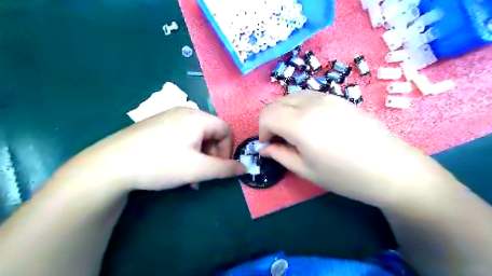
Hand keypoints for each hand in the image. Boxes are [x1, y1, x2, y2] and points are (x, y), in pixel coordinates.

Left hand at [57, 108, 245, 191]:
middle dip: (211, 155)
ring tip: (189, 176)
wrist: (110, 165)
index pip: (226, 130)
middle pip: (211, 133)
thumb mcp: (198, 169)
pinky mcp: (157, 124)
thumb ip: (225, 169)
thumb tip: (245, 169)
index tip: (218, 167)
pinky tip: (175, 166)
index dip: (227, 150)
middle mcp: (185, 112)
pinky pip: (182, 136)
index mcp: (197, 117)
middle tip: (202, 174)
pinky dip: (186, 151)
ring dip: (199, 156)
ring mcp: (169, 117)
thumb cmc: (160, 164)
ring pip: (196, 137)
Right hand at [259, 92, 454, 206]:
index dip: (262, 130)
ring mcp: (327, 97)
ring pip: (292, 96)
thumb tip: (264, 148)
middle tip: (278, 139)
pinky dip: (299, 106)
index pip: (267, 115)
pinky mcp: (339, 98)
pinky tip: (310, 123)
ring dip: (284, 111)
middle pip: (277, 103)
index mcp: (300, 123)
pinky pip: (309, 96)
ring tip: (293, 131)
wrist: (391, 168)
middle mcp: (311, 103)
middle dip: (270, 120)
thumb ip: (280, 155)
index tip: (269, 145)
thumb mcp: (306, 170)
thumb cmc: (345, 175)